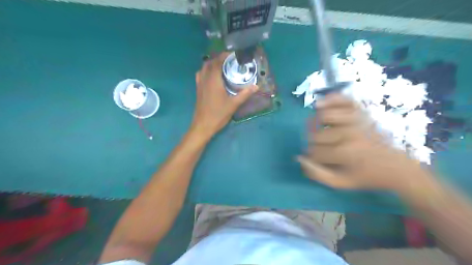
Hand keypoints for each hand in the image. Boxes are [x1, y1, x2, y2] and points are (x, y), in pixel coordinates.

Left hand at [190, 52, 257, 137]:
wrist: (203, 125)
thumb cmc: (218, 114)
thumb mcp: (233, 104)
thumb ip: (245, 94)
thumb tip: (256, 86)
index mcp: (213, 80)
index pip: (217, 61)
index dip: (225, 55)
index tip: (234, 54)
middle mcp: (204, 78)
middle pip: (210, 62)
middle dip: (219, 58)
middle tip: (231, 61)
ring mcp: (200, 84)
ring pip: (204, 67)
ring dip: (212, 63)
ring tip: (223, 66)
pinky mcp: (198, 89)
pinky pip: (201, 74)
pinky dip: (206, 70)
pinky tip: (213, 76)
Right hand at [298, 94, 428, 191]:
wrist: (396, 166)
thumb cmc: (366, 176)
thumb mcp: (341, 183)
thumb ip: (317, 173)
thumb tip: (299, 158)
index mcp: (345, 153)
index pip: (314, 151)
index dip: (312, 156)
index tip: (319, 160)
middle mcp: (349, 133)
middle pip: (316, 135)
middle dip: (315, 143)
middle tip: (322, 148)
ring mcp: (356, 119)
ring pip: (324, 115)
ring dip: (316, 124)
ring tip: (321, 130)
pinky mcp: (361, 112)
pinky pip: (341, 99)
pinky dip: (330, 99)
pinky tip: (320, 105)